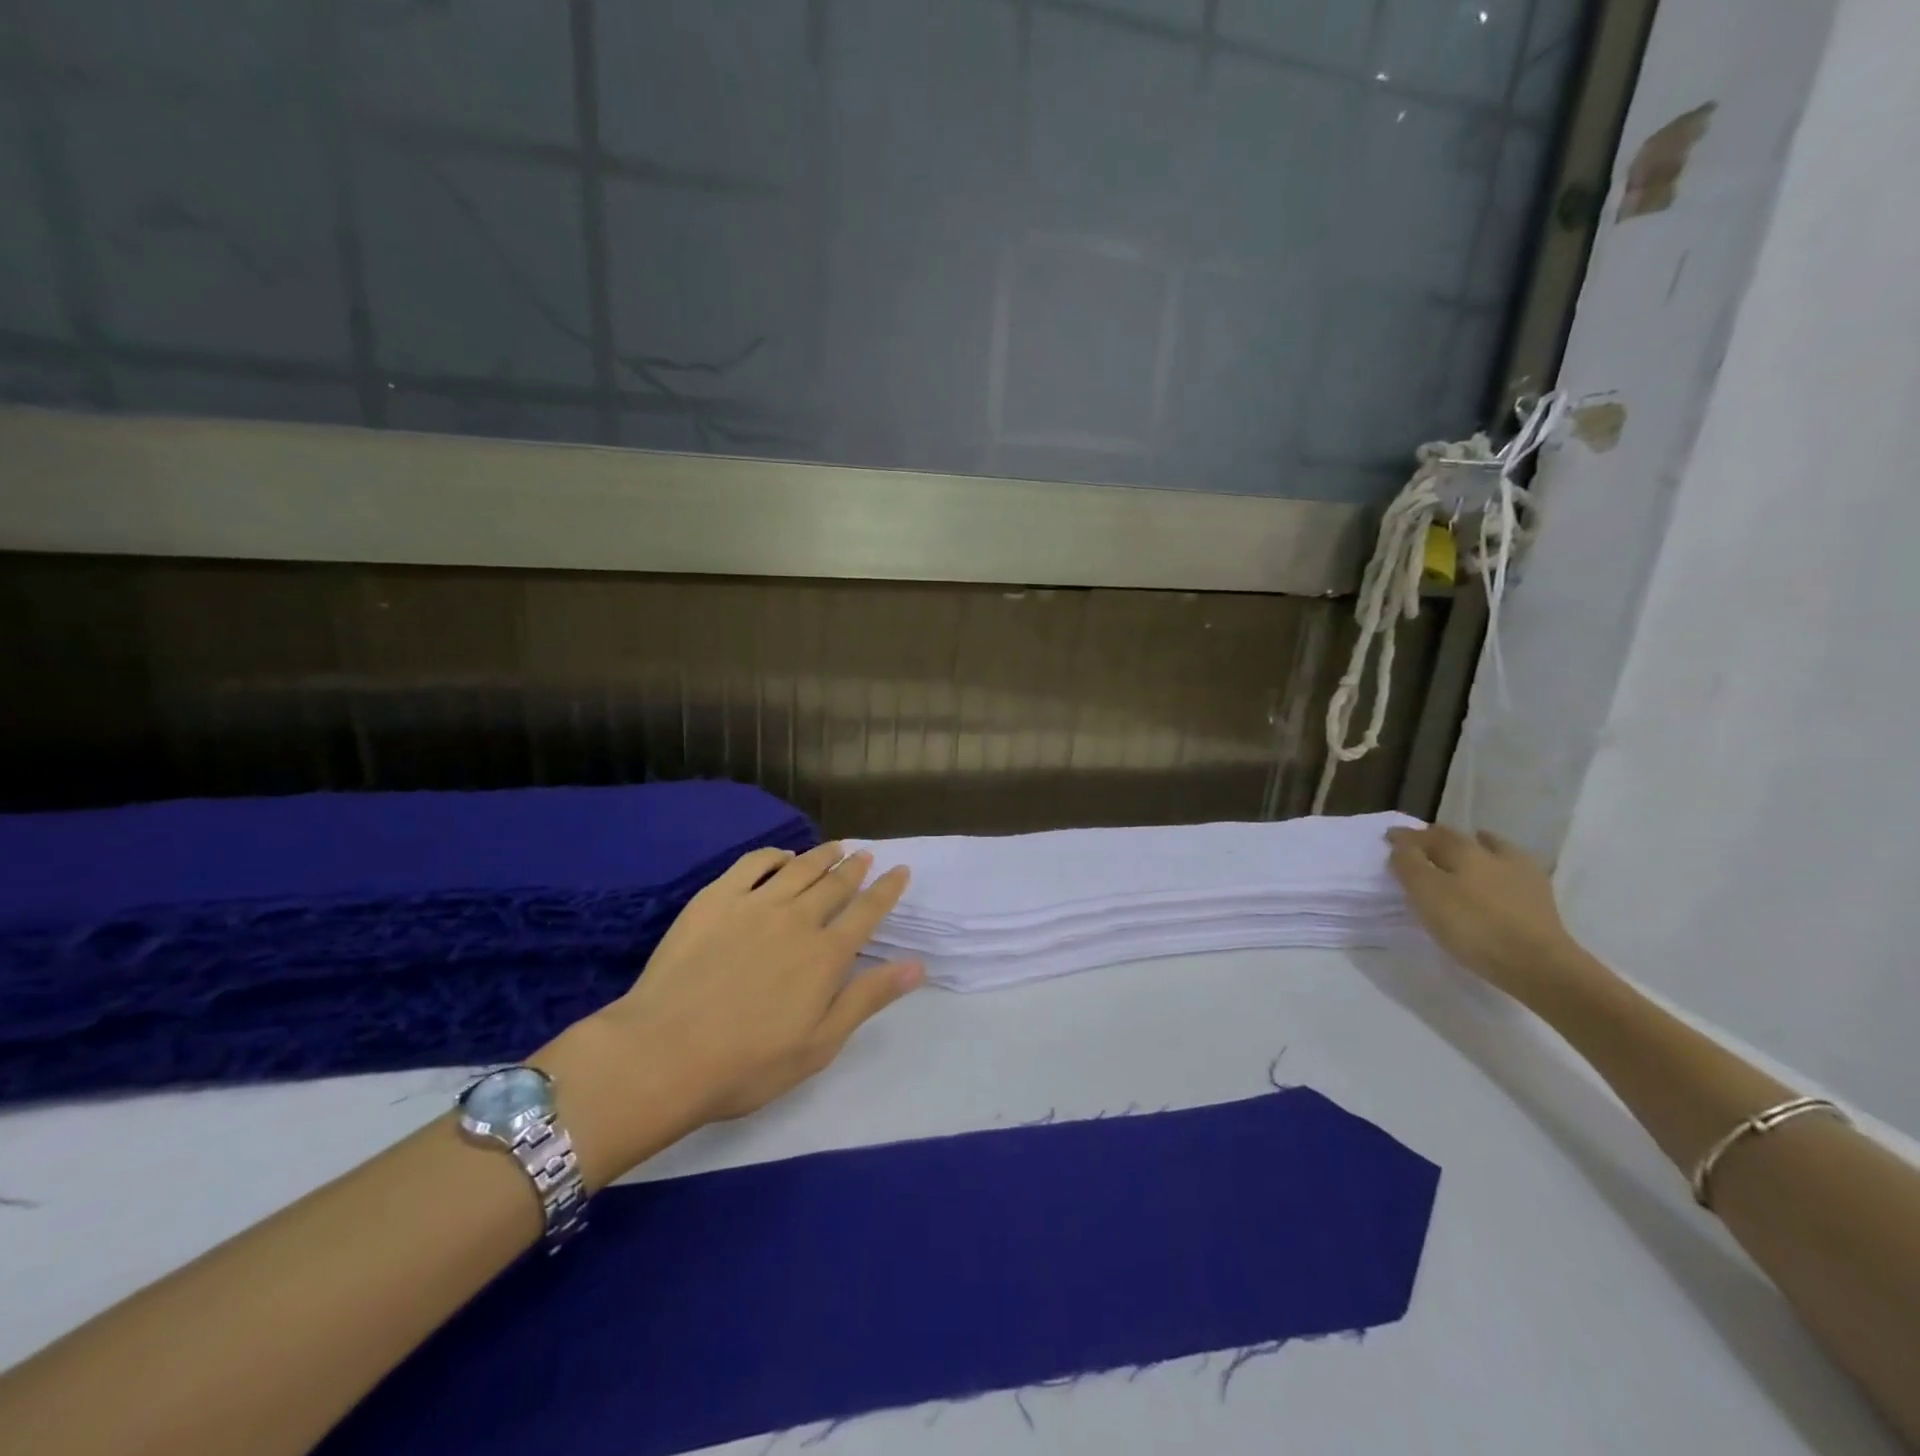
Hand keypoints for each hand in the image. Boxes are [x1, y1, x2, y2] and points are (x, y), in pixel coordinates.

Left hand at [538, 843, 923, 1183]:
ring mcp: (755, 904)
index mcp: (826, 955)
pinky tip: (782, 855)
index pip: (867, 913)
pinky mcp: (716, 899)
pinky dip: (774, 855)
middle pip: (835, 884)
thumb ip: (868, 999)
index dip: (887, 890)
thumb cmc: (748, 1063)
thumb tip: (917, 965)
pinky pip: (753, 864)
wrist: (664, 1054)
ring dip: (822, 855)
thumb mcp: (820, 1044)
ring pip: (799, 868)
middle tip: (866, 855)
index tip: (900, 871)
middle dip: (855, 868)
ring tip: (836, 847)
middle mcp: (797, 919)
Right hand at [1386, 824, 1594, 1005]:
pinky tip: (1494, 883)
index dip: (1406, 836)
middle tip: (1422, 846)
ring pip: (1493, 851)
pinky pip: (1511, 875)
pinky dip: (1497, 872)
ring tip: (1462, 859)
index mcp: (1464, 849)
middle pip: (1461, 839)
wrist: (1540, 965)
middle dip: (1439, 839)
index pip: (1428, 835)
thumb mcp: (1426, 893)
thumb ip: (1408, 865)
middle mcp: (1494, 854)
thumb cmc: (1474, 925)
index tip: (1389, 838)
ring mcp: (1523, 876)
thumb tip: (1402, 846)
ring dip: (1475, 849)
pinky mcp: (1541, 901)